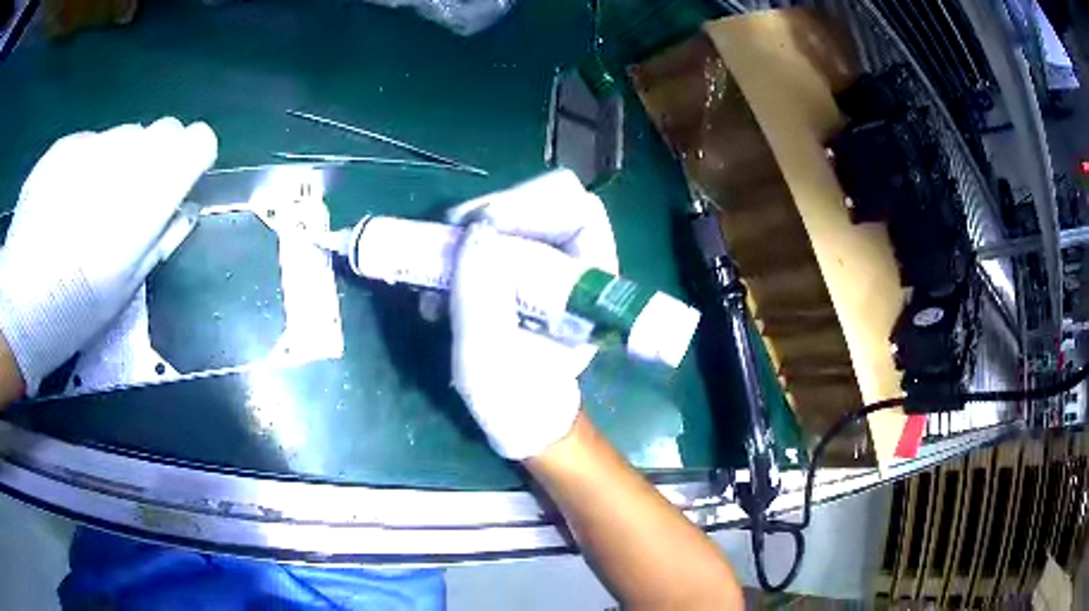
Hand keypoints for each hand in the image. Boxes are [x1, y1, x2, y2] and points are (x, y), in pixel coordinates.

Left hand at [0, 118, 216, 394]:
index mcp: (150, 191)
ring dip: (120, 161)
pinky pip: (90, 144)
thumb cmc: (75, 309)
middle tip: (130, 200)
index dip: (192, 160)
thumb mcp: (126, 286)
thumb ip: (161, 237)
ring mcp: (92, 143)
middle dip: (157, 158)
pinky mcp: (65, 145)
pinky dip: (88, 166)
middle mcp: (126, 153)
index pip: (198, 139)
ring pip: (126, 135)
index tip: (177, 185)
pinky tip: (65, 203)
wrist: (19, 303)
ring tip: (91, 205)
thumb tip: (181, 208)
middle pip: (164, 130)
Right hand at [448, 170, 618, 459]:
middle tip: (452, 235)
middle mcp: (578, 267)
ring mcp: (550, 267)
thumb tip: (476, 230)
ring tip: (438, 264)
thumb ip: (481, 295)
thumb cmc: (515, 399)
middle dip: (495, 211)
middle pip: (547, 203)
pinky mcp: (525, 273)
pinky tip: (439, 284)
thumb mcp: (488, 357)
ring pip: (519, 217)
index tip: (481, 225)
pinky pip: (498, 240)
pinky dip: (465, 250)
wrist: (522, 421)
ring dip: (474, 231)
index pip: (578, 212)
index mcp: (591, 286)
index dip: (531, 205)